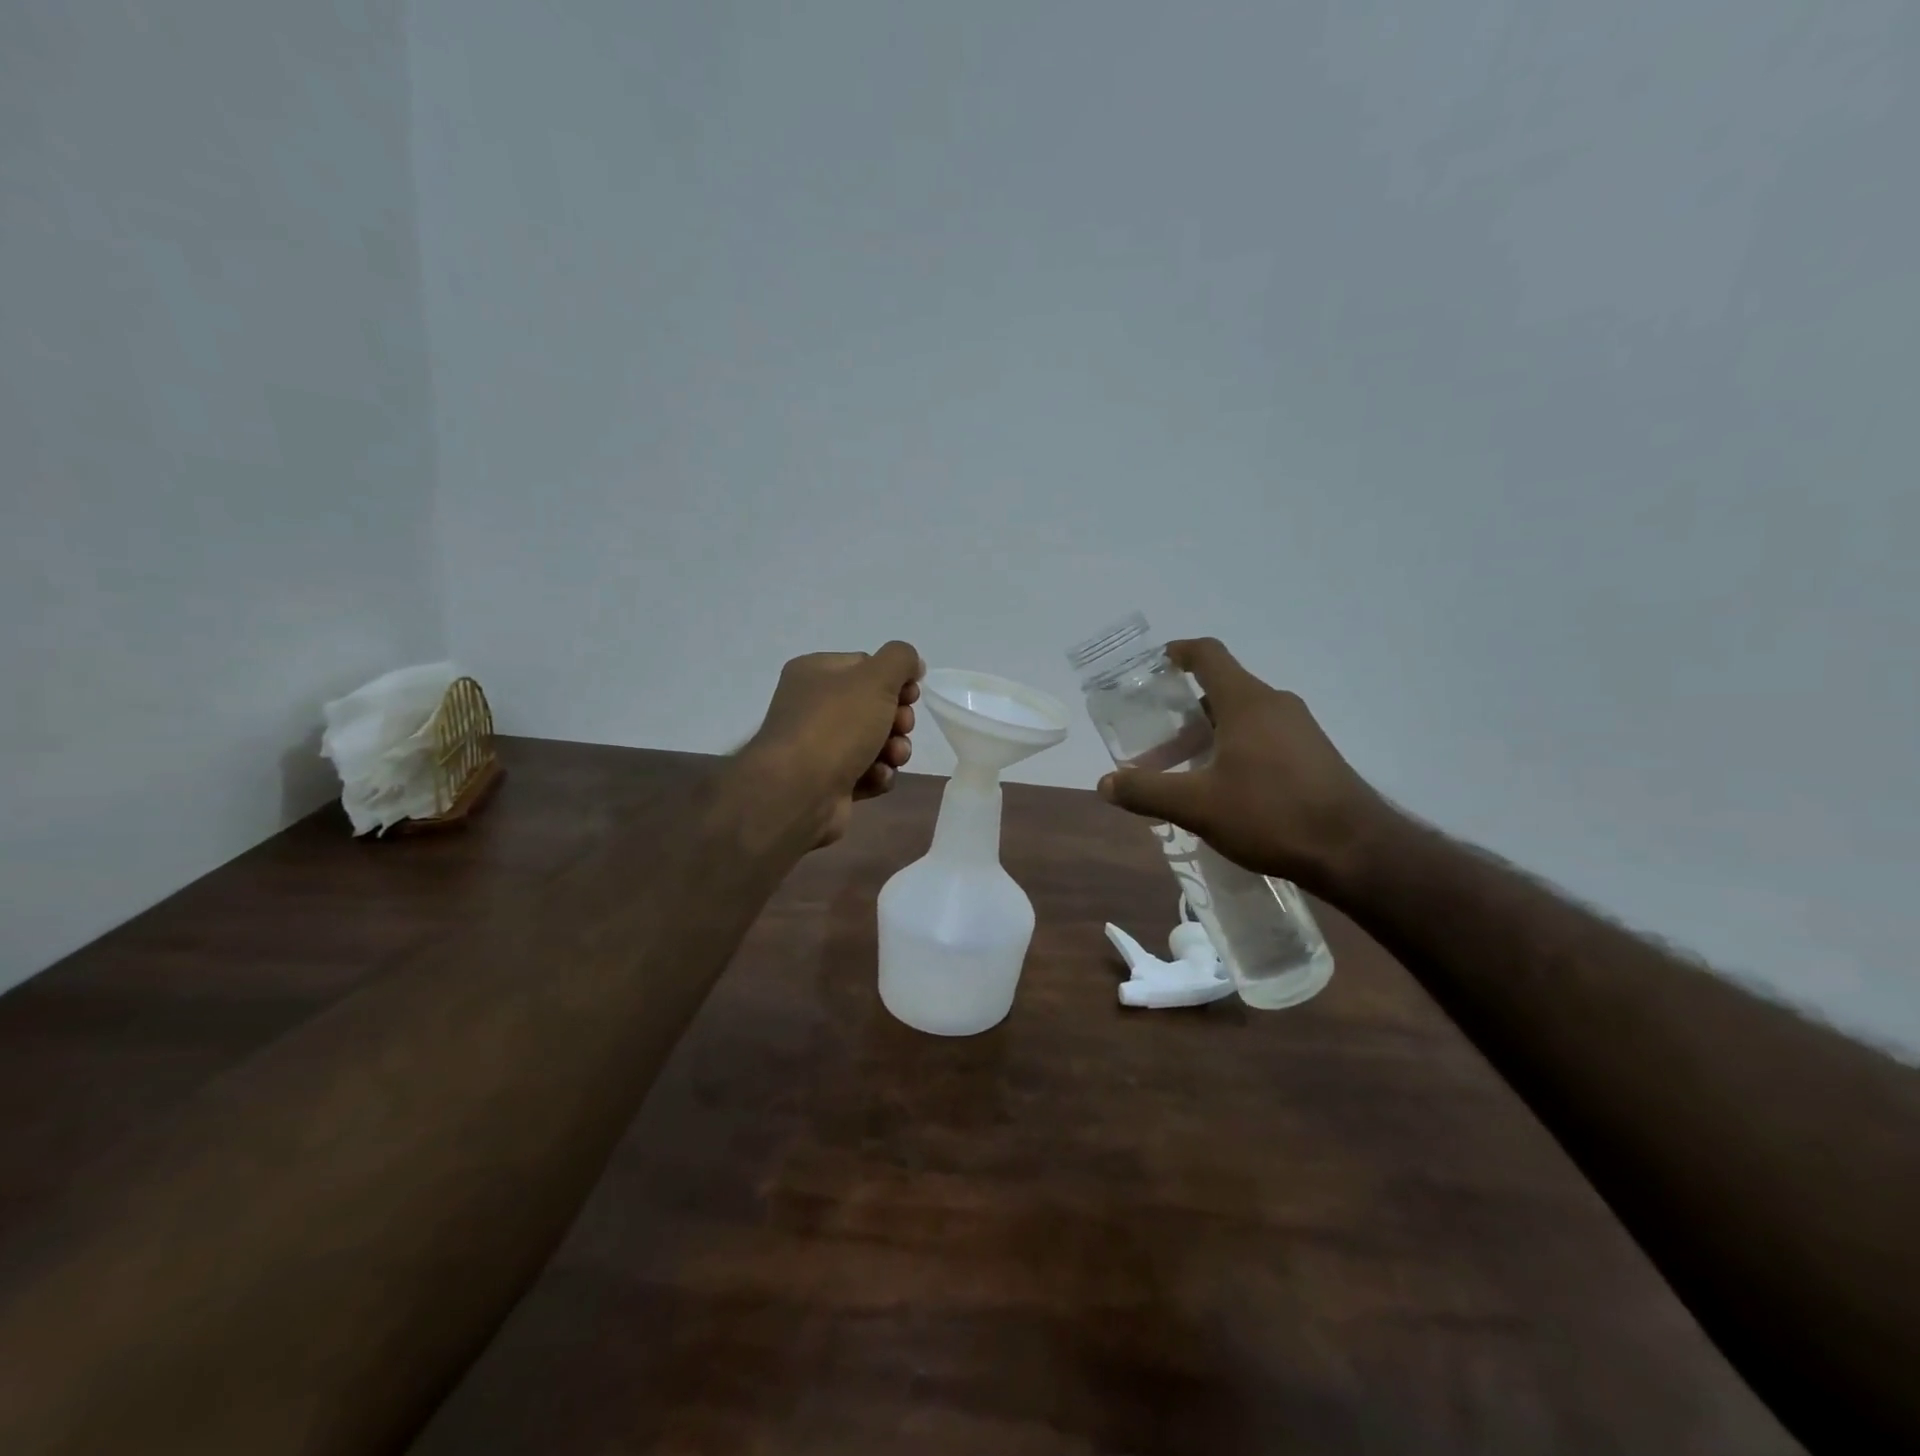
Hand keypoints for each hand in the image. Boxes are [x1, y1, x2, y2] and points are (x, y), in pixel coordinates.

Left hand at [744, 641, 923, 847]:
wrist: (799, 792)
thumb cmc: (836, 726)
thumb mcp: (875, 678)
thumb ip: (900, 659)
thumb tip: (912, 664)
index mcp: (815, 673)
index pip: (866, 665)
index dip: (895, 680)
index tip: (910, 695)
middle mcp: (813, 707)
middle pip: (875, 706)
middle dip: (897, 719)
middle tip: (900, 727)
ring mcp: (820, 746)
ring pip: (875, 741)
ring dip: (893, 749)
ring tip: (892, 757)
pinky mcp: (829, 781)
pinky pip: (867, 772)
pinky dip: (877, 774)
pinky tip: (876, 777)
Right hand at [1097, 638, 1388, 892]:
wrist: (1356, 851)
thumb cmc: (1271, 814)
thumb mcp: (1197, 806)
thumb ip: (1147, 791)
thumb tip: (1105, 783)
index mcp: (1246, 701)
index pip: (1208, 654)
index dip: (1178, 653)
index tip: (1155, 666)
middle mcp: (1275, 704)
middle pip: (1222, 689)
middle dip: (1185, 711)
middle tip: (1157, 740)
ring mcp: (1300, 729)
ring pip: (1244, 716)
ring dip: (1210, 733)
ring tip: (1186, 769)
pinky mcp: (1314, 755)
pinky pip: (1265, 737)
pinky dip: (1236, 748)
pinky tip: (1225, 789)